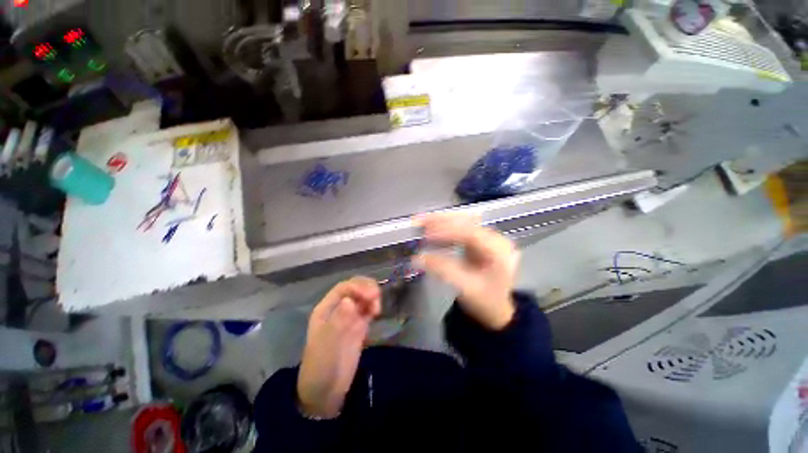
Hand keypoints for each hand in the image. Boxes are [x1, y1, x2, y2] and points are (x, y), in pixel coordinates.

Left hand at [297, 277, 380, 417]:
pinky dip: (374, 306)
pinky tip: (377, 313)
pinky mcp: (359, 325)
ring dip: (372, 296)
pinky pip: (368, 308)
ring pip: (363, 296)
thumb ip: (338, 322)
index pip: (344, 288)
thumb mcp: (327, 345)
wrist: (325, 392)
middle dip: (367, 288)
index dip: (358, 287)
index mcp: (326, 309)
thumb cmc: (321, 367)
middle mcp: (338, 308)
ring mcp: (349, 317)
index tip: (372, 296)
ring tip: (377, 310)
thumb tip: (349, 300)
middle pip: (355, 287)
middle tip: (377, 298)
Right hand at [414, 213, 518, 329]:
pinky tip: (431, 228)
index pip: (471, 233)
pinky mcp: (479, 238)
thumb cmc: (485, 301)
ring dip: (440, 220)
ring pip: (462, 221)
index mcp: (499, 250)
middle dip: (441, 220)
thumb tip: (417, 258)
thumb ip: (443, 270)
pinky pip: (460, 227)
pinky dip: (444, 226)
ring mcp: (488, 236)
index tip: (426, 234)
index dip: (447, 231)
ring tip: (421, 222)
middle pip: (466, 222)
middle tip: (419, 222)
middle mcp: (496, 238)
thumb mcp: (465, 288)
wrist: (496, 308)